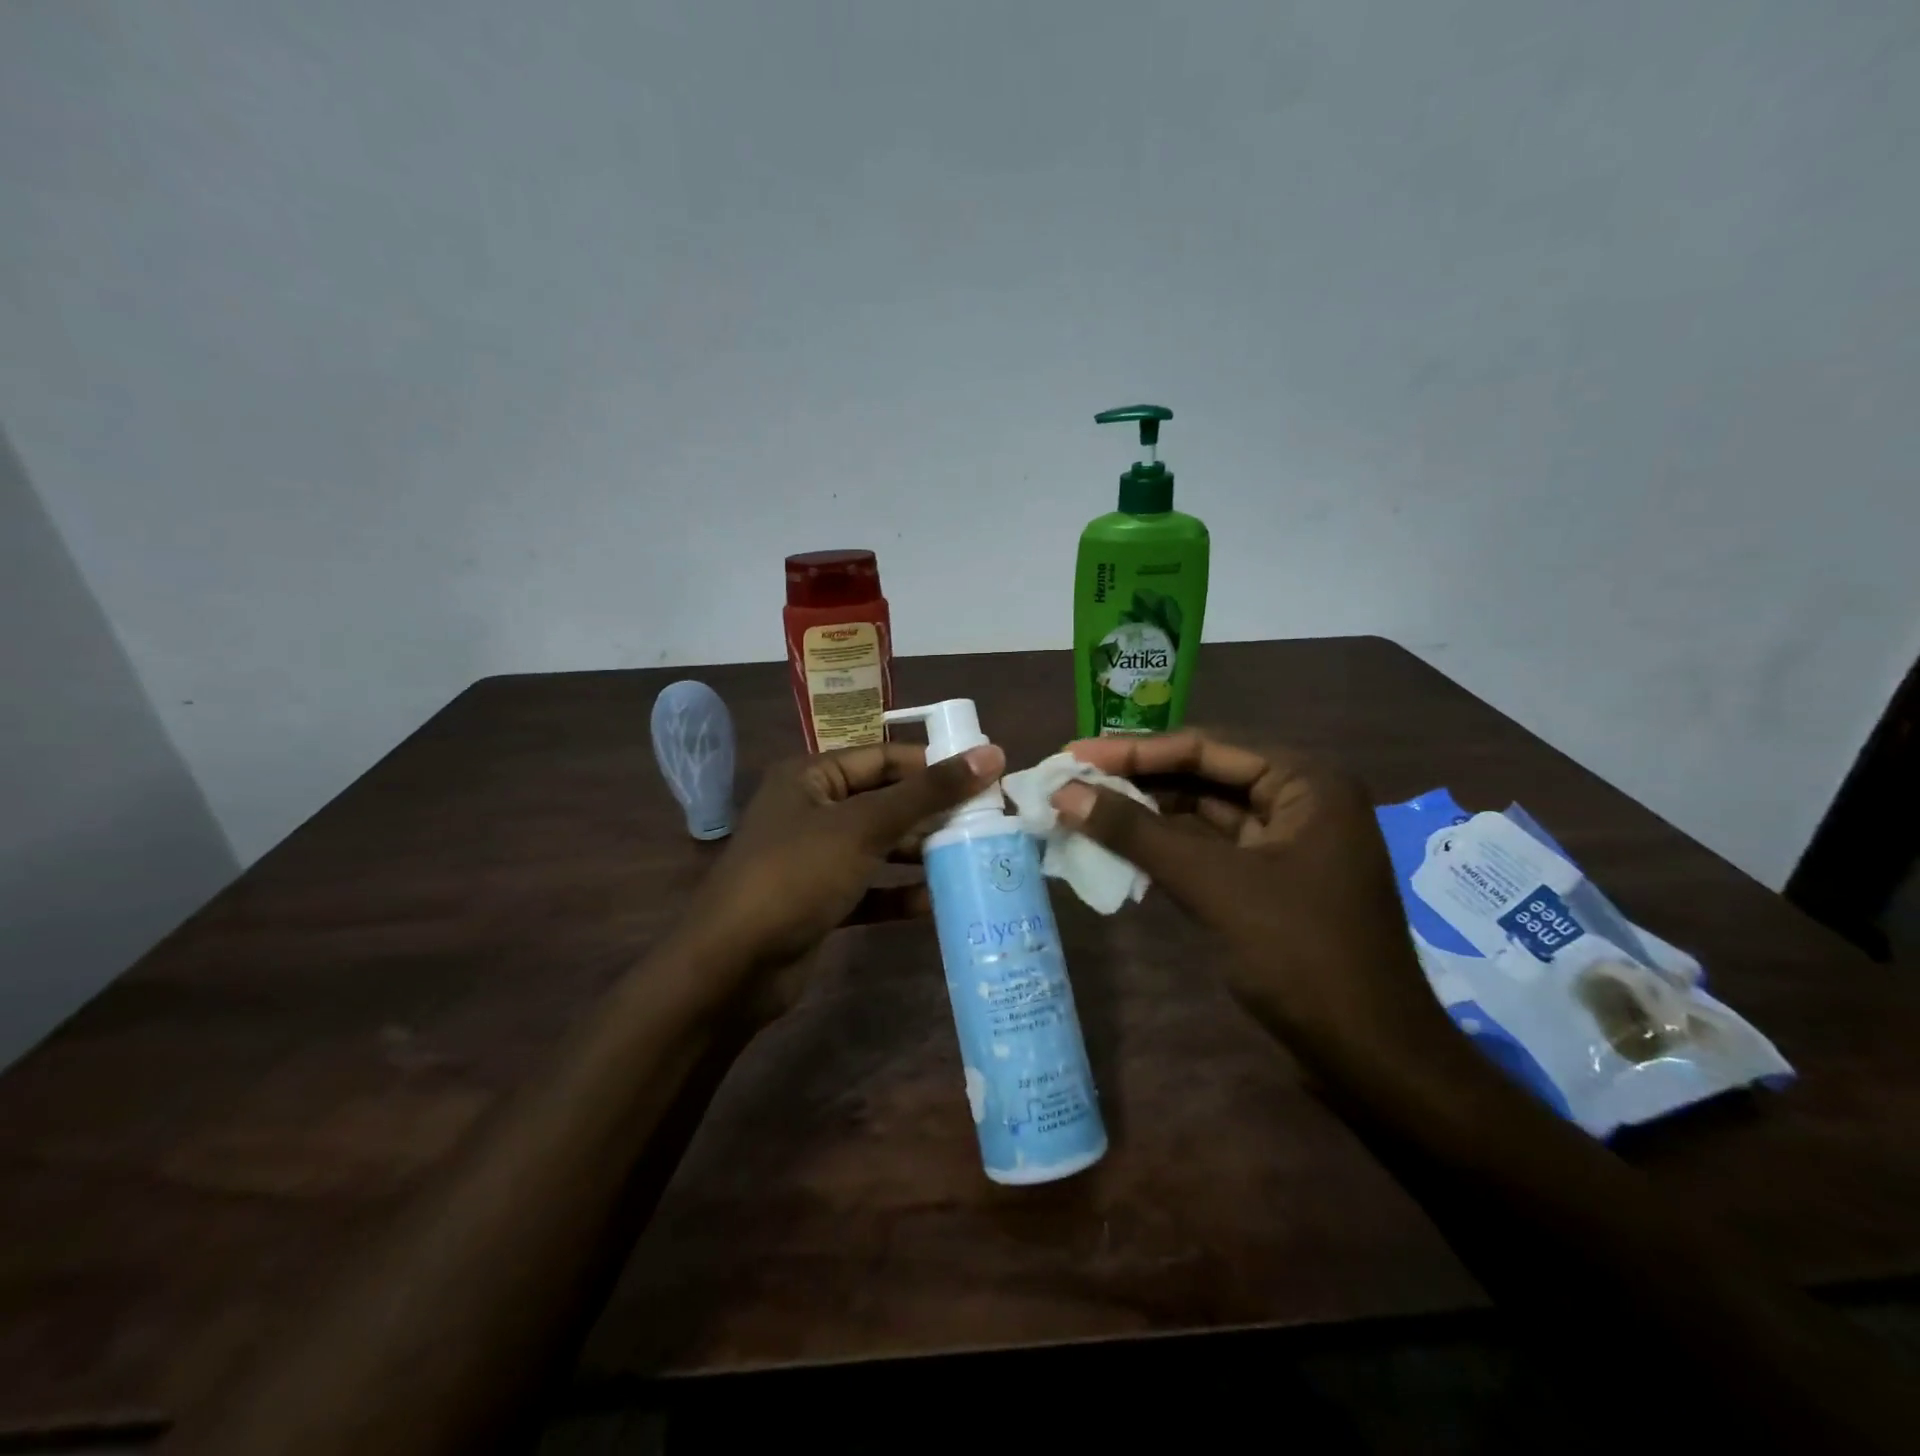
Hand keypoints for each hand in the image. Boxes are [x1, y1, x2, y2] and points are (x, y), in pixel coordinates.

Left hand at [681, 741, 1004, 1013]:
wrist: (733, 966)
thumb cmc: (797, 875)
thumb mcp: (865, 827)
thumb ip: (928, 792)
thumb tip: (992, 753)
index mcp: (812, 777)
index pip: (884, 758)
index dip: (934, 764)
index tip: (985, 777)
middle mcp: (812, 810)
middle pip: (885, 802)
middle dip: (931, 813)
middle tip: (986, 821)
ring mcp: (814, 858)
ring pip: (879, 846)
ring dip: (919, 853)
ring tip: (970, 857)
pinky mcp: (820, 900)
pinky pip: (870, 888)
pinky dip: (898, 893)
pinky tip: (934, 902)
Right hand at [1052, 730, 1456, 1073]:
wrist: (1371, 1056)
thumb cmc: (1302, 955)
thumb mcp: (1214, 885)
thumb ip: (1138, 833)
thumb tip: (1066, 793)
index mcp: (1305, 781)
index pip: (1204, 747)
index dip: (1133, 751)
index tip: (1075, 755)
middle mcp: (1299, 798)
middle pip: (1203, 775)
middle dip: (1137, 780)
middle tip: (1073, 780)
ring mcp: (1286, 841)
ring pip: (1202, 813)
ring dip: (1147, 814)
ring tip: (1084, 809)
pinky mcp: (1270, 879)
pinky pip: (1209, 849)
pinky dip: (1166, 848)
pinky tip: (1120, 846)